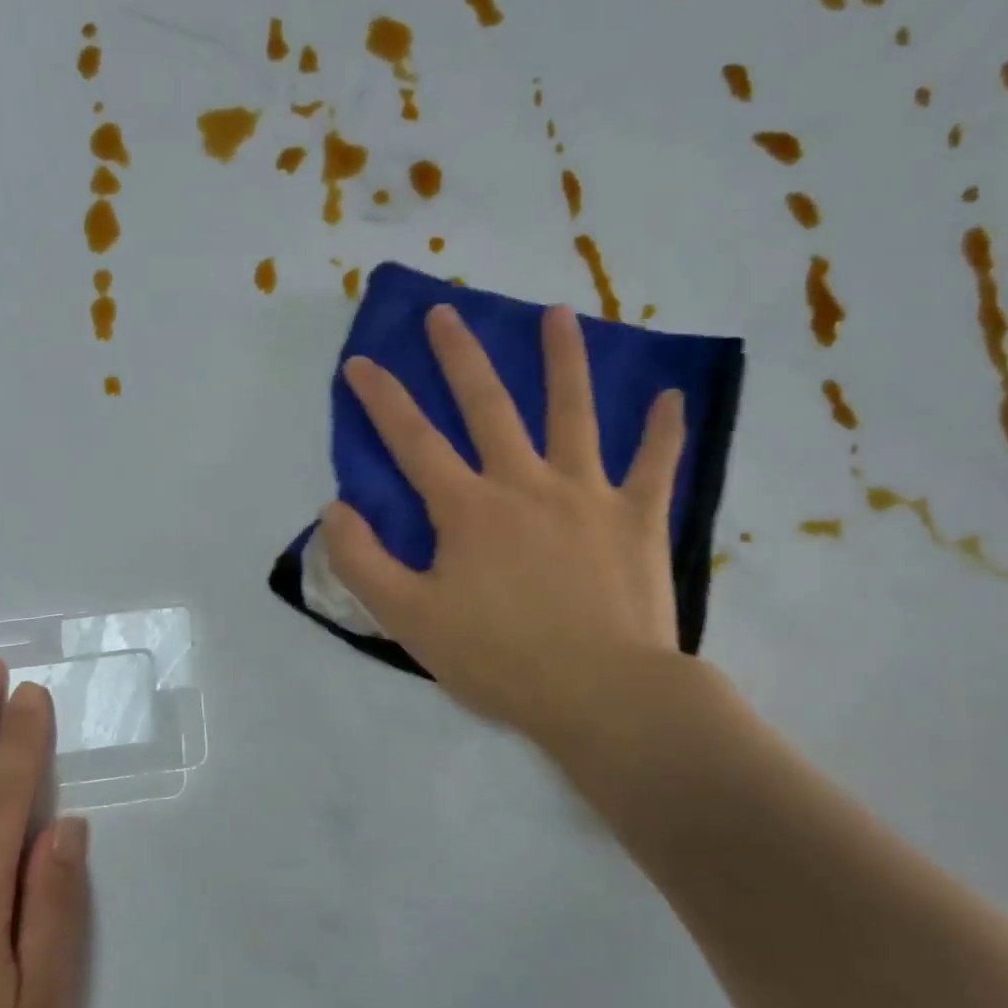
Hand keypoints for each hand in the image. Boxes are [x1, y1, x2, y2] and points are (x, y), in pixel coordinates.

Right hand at [322, 303, 689, 764]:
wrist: (603, 695)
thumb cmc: (500, 660)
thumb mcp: (409, 620)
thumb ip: (363, 562)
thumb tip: (336, 510)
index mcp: (468, 509)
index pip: (413, 440)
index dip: (382, 399)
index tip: (360, 361)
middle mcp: (525, 484)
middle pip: (488, 406)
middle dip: (460, 356)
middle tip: (445, 312)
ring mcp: (587, 495)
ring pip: (574, 413)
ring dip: (564, 360)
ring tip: (556, 314)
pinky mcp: (637, 519)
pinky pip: (654, 465)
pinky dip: (663, 431)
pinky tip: (671, 396)